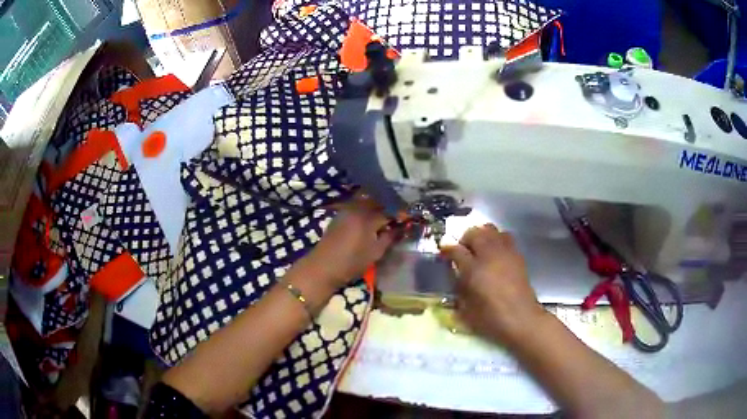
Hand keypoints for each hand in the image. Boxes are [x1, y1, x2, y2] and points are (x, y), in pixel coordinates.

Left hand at [300, 201, 395, 287]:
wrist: (322, 267)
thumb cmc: (351, 263)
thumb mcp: (375, 253)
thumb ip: (390, 237)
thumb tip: (401, 227)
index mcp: (367, 217)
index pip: (390, 210)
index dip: (401, 213)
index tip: (411, 216)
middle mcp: (357, 208)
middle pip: (378, 201)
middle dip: (391, 205)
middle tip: (401, 213)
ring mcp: (346, 210)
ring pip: (367, 202)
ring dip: (379, 204)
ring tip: (388, 214)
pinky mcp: (340, 215)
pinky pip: (358, 206)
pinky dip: (368, 208)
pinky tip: (372, 217)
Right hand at [441, 224, 546, 347]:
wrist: (521, 318)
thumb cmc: (490, 317)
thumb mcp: (465, 308)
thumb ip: (457, 287)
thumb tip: (454, 274)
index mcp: (473, 268)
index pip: (455, 249)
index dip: (447, 249)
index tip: (443, 251)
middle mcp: (489, 254)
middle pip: (475, 232)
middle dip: (466, 238)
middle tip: (462, 251)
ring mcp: (505, 252)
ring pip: (491, 231)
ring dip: (483, 236)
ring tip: (479, 250)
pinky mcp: (518, 256)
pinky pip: (505, 239)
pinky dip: (497, 241)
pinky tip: (495, 256)